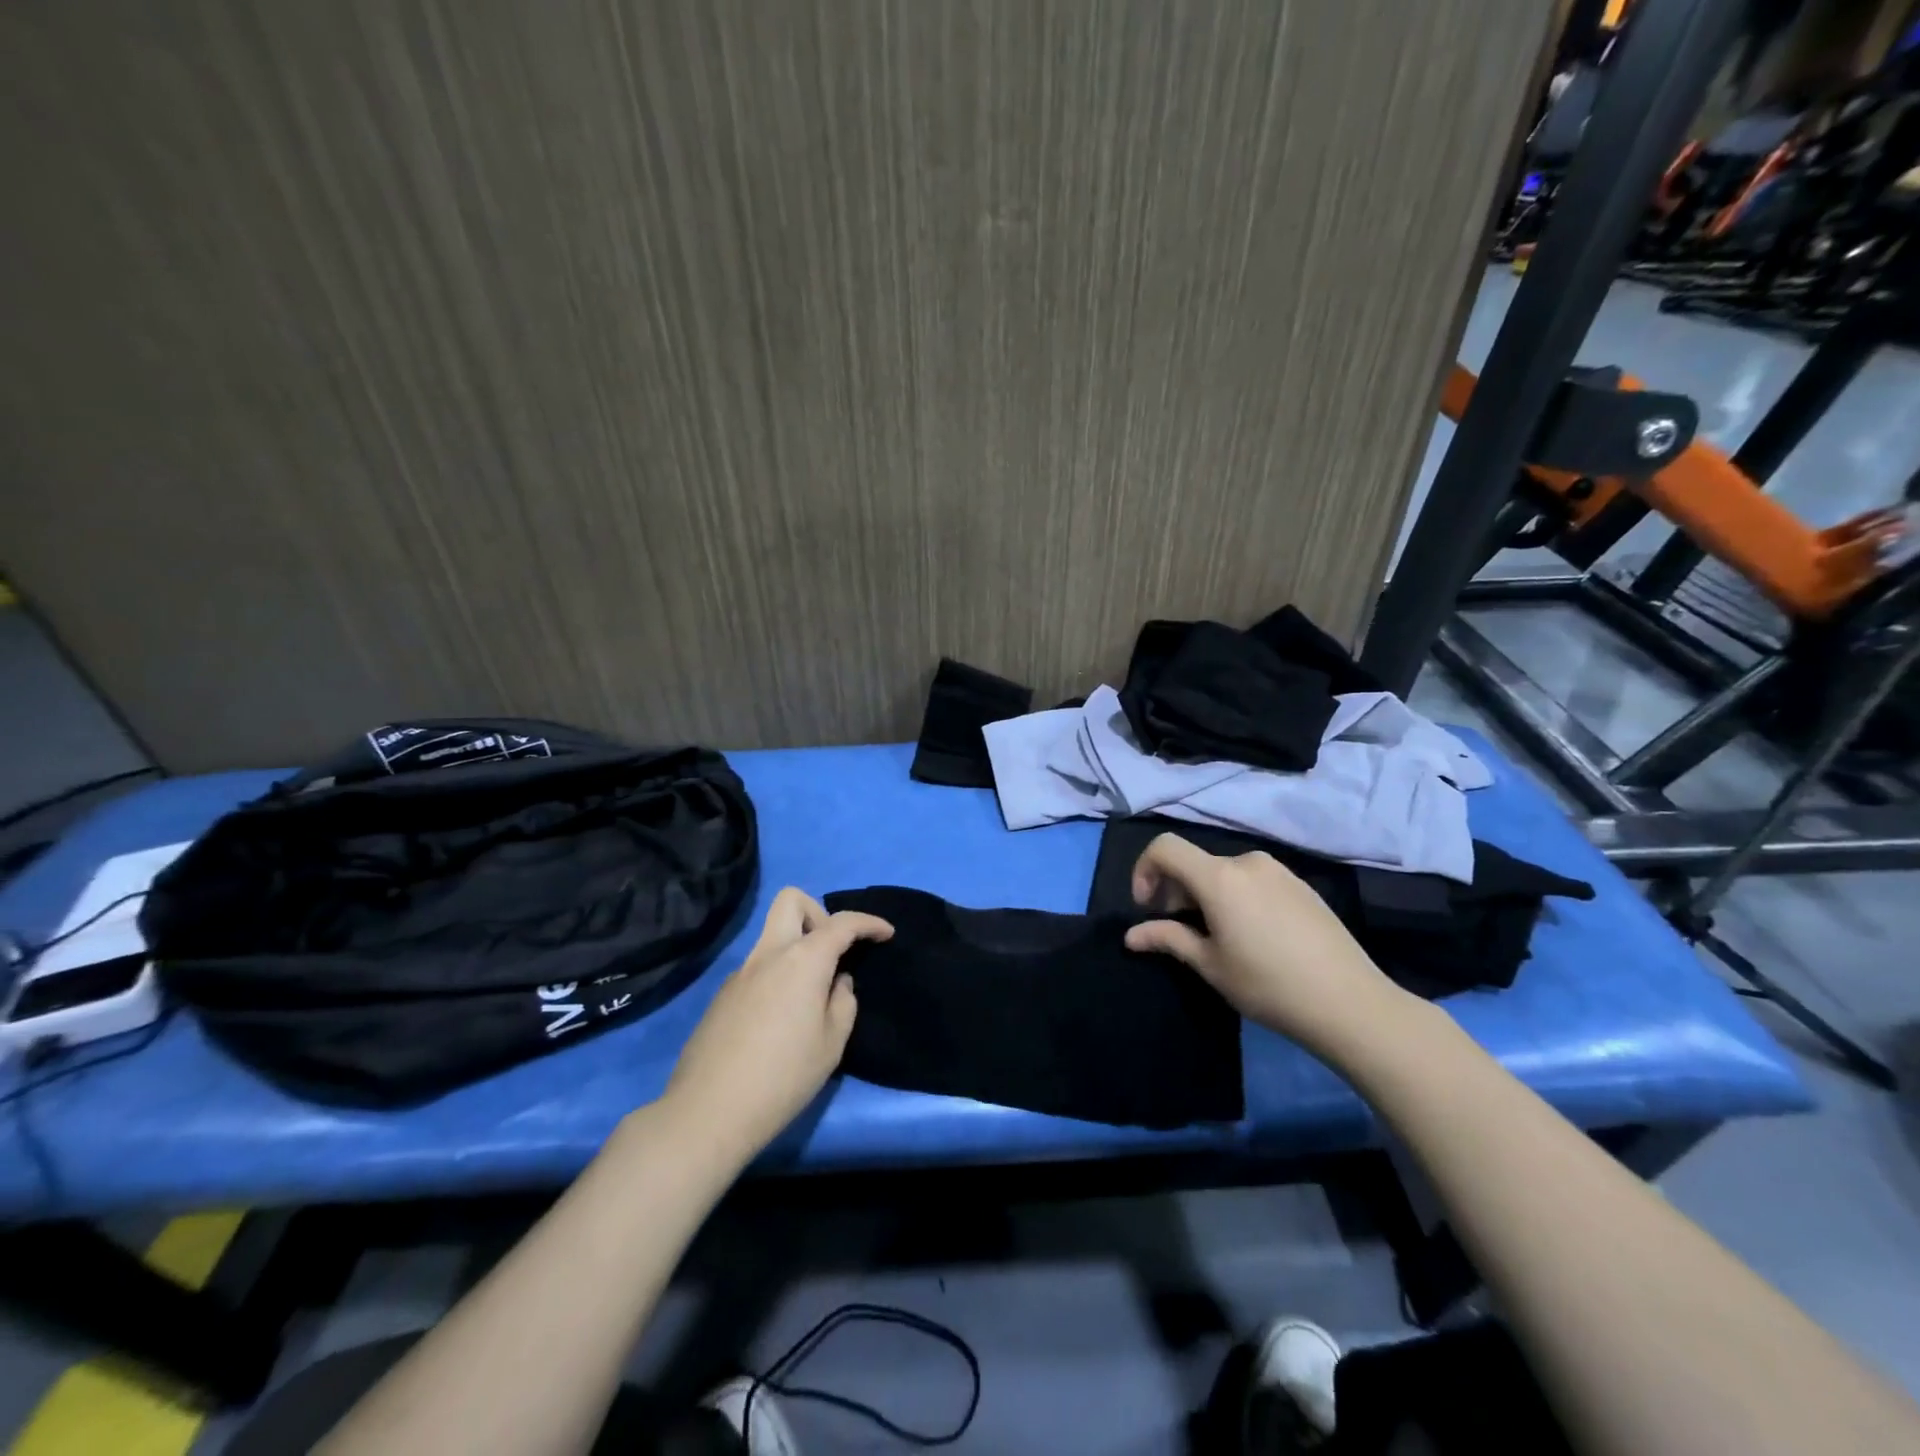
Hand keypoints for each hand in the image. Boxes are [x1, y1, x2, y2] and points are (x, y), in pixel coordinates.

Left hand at [661, 888, 891, 1167]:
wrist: (708, 1111)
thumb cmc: (783, 1076)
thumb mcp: (832, 1043)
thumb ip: (843, 1002)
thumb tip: (836, 982)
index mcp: (803, 959)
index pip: (842, 922)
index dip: (869, 922)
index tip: (886, 934)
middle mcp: (769, 953)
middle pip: (791, 900)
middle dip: (819, 912)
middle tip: (833, 951)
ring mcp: (741, 972)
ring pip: (773, 935)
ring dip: (797, 946)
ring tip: (811, 993)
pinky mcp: (723, 995)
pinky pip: (758, 967)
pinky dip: (778, 975)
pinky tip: (780, 1019)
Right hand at [1123, 833, 1410, 1063]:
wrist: (1350, 1003)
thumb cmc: (1268, 984)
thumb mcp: (1210, 965)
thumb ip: (1168, 939)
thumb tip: (1131, 935)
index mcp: (1219, 877)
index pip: (1165, 848)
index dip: (1144, 870)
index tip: (1147, 907)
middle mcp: (1247, 862)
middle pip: (1195, 862)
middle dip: (1175, 889)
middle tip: (1178, 929)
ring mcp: (1279, 871)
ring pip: (1225, 873)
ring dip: (1207, 894)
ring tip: (1217, 936)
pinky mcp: (1301, 885)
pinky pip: (1254, 880)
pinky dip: (1237, 897)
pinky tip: (1253, 936)